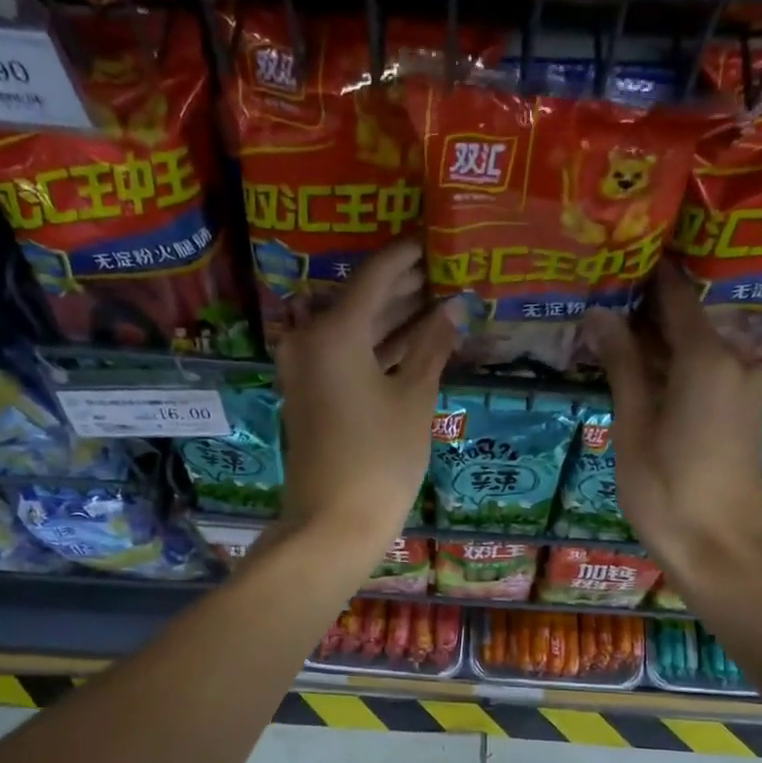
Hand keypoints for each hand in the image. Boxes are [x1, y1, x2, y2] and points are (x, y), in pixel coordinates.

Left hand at [274, 239, 457, 557]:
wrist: (333, 523)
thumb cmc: (380, 457)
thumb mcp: (414, 397)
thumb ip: (433, 346)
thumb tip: (454, 308)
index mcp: (334, 331)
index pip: (376, 274)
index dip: (409, 255)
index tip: (438, 239)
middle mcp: (310, 339)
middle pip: (362, 298)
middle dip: (404, 286)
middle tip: (446, 270)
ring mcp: (307, 368)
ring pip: (355, 328)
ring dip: (393, 316)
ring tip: (440, 299)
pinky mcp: (312, 392)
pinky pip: (347, 353)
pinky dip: (379, 346)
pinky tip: (416, 340)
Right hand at [583, 263, 761, 586]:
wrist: (722, 552)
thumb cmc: (667, 491)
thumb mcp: (633, 426)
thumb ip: (621, 365)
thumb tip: (599, 312)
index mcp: (708, 358)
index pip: (675, 295)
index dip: (645, 275)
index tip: (613, 259)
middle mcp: (737, 361)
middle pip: (687, 320)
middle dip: (644, 311)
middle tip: (597, 301)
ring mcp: (745, 386)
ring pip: (696, 347)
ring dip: (657, 342)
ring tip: (609, 335)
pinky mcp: (744, 410)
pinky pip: (707, 371)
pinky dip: (675, 367)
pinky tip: (639, 373)